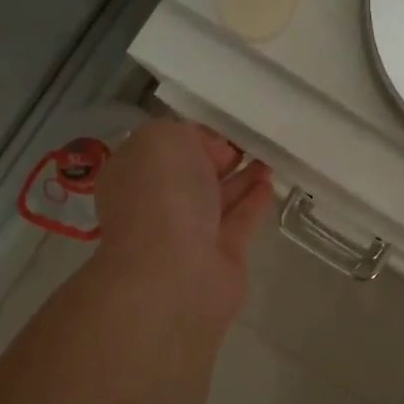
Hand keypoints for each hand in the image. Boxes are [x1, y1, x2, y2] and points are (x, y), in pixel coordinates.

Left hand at [96, 120, 272, 331]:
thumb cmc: (161, 197)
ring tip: (268, 157)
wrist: (174, 273)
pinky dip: (254, 202)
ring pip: (218, 198)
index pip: (164, 150)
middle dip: (218, 159)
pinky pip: (240, 221)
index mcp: (133, 175)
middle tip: (249, 143)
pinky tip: (270, 184)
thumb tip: (213, 155)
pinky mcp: (222, 256)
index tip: (221, 130)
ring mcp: (188, 234)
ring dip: (242, 178)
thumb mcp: (163, 139)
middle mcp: (156, 205)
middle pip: (192, 176)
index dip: (193, 137)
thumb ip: (187, 134)